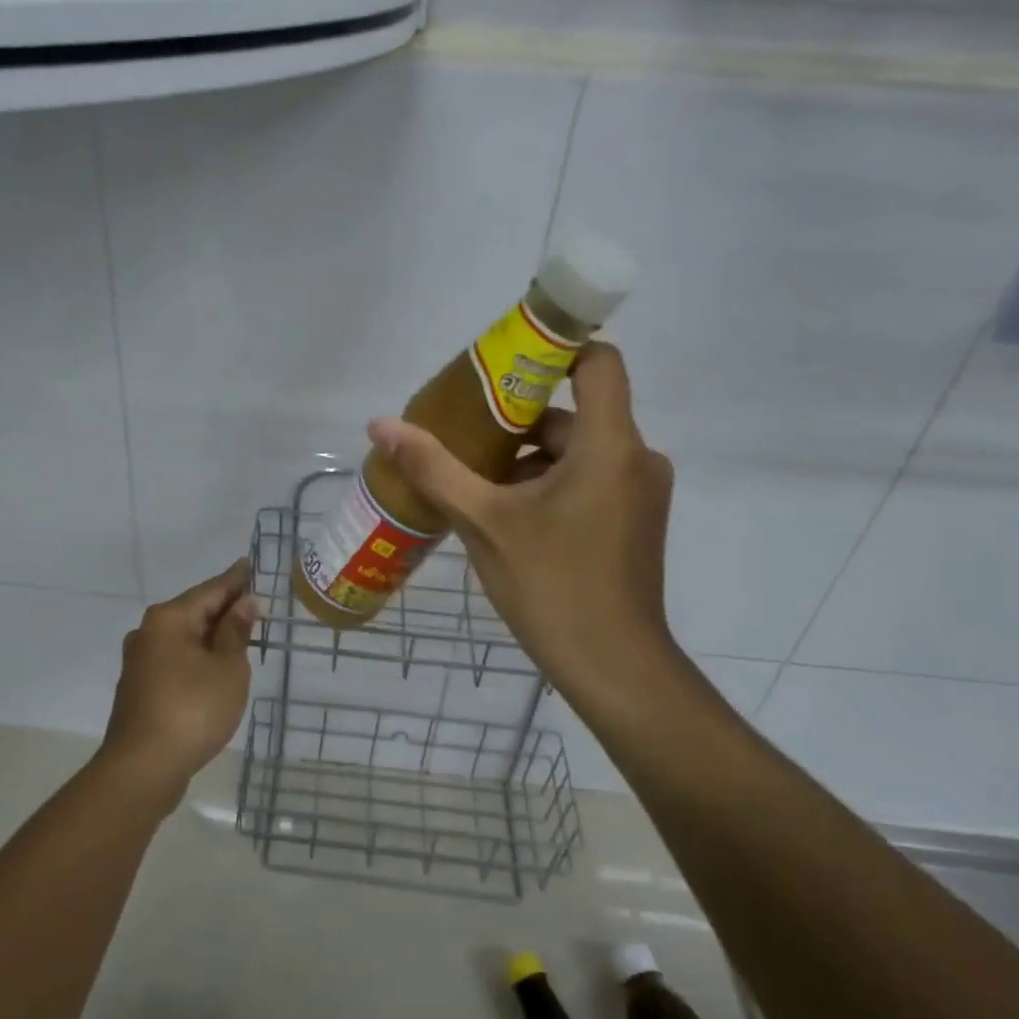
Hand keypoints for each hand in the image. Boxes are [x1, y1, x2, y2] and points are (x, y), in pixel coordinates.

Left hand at [100, 559, 257, 805]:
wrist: (142, 768)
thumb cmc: (192, 710)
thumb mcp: (227, 668)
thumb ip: (236, 632)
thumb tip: (244, 602)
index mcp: (169, 619)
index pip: (210, 590)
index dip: (234, 579)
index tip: (249, 564)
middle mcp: (148, 632)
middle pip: (193, 611)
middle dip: (223, 607)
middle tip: (252, 600)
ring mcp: (139, 661)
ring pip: (183, 637)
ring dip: (210, 634)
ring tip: (239, 632)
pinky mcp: (139, 688)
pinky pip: (175, 658)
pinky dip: (197, 655)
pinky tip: (213, 665)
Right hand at [369, 342, 677, 711]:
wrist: (612, 668)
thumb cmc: (551, 585)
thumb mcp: (483, 521)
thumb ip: (433, 467)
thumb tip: (381, 423)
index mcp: (609, 445)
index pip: (597, 362)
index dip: (553, 350)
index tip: (500, 364)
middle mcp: (635, 458)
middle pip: (573, 412)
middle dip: (515, 421)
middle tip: (460, 436)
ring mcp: (638, 491)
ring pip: (575, 451)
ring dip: (525, 460)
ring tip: (470, 482)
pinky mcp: (632, 519)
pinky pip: (587, 478)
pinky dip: (546, 484)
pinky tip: (502, 515)